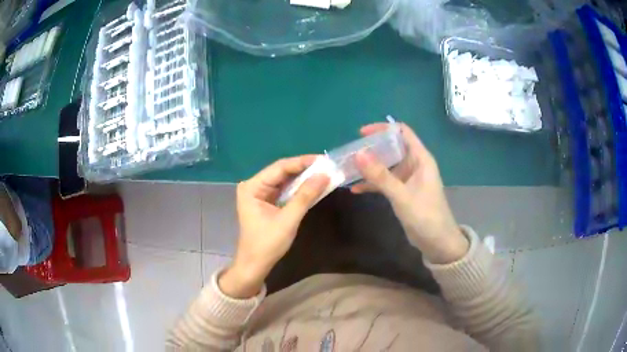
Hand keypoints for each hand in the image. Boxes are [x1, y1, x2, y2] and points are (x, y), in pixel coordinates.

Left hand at [219, 156, 329, 297]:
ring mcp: (259, 194)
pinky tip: (312, 186)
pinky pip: (283, 190)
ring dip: (302, 179)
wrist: (255, 265)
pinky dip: (298, 189)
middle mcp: (254, 186)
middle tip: (326, 166)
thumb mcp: (288, 219)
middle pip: (281, 172)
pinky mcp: (265, 202)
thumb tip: (324, 175)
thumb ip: (305, 196)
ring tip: (323, 173)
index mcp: (252, 187)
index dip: (302, 162)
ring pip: (284, 180)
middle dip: (304, 170)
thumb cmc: (267, 244)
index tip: (323, 160)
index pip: (280, 167)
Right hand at [352, 123, 468, 263]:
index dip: (382, 129)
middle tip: (351, 153)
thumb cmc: (425, 216)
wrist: (438, 242)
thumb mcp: (401, 195)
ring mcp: (409, 178)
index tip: (361, 134)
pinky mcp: (404, 191)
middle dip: (372, 149)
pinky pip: (386, 182)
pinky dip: (373, 184)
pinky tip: (355, 189)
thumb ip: (380, 175)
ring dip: (370, 167)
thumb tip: (358, 154)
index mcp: (420, 158)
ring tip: (349, 169)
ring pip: (387, 165)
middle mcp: (415, 164)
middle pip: (392, 147)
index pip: (402, 132)